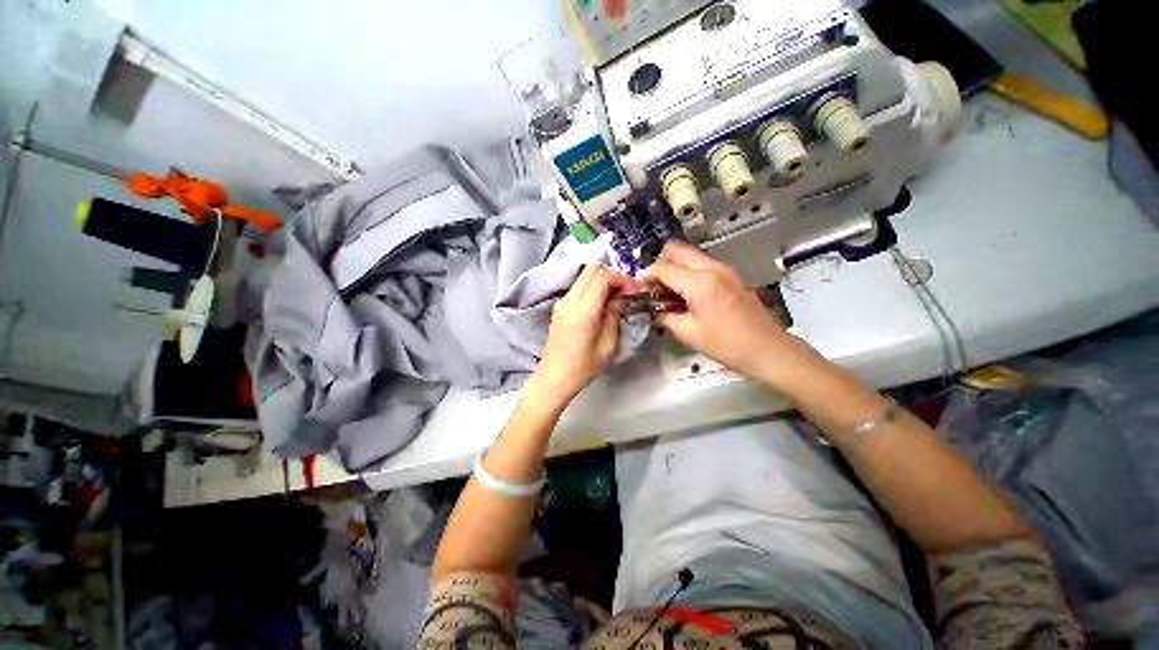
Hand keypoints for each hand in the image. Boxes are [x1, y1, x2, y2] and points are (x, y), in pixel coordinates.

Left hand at [531, 264, 632, 405]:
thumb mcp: (608, 344)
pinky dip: (593, 287)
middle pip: (592, 269)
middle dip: (613, 274)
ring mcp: (562, 301)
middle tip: (626, 290)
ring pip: (584, 276)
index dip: (622, 278)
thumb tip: (620, 298)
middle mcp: (570, 300)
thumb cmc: (584, 367)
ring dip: (602, 280)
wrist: (555, 377)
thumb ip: (614, 315)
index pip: (603, 276)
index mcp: (583, 310)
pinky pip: (579, 287)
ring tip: (616, 296)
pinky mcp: (560, 306)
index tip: (634, 289)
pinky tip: (603, 303)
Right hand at [642, 242, 798, 380]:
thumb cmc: (726, 344)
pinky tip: (686, 294)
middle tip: (654, 286)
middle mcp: (712, 268)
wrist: (768, 350)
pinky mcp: (731, 276)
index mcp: (699, 282)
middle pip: (678, 250)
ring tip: (668, 292)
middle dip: (661, 263)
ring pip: (691, 255)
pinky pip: (702, 265)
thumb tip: (654, 308)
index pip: (664, 268)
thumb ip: (665, 316)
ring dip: (675, 267)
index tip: (637, 286)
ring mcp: (724, 269)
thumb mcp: (688, 333)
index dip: (647, 275)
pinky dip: (688, 272)